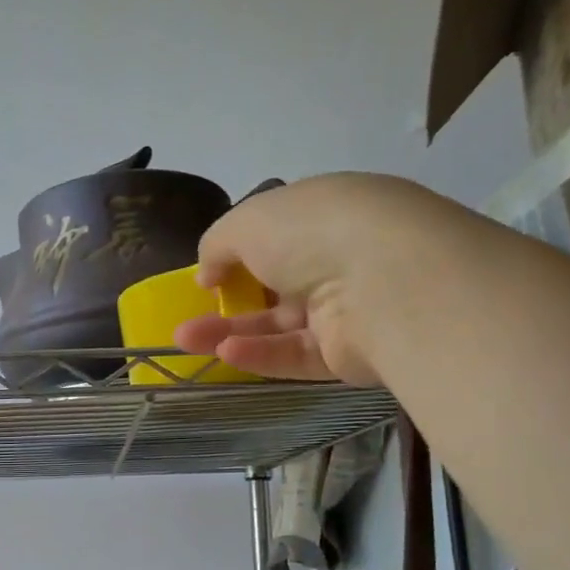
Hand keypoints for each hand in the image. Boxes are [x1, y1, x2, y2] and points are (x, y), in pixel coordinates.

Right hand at [173, 172, 426, 386]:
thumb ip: (218, 245)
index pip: (281, 235)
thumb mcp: (247, 220)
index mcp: (326, 215)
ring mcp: (347, 309)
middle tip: (184, 321)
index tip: (208, 273)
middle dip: (226, 304)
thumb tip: (208, 274)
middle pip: (275, 287)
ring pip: (279, 326)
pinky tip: (224, 353)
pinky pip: (296, 355)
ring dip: (230, 332)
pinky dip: (260, 354)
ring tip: (184, 341)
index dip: (241, 253)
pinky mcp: (349, 355)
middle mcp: (340, 259)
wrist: (385, 282)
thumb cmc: (313, 232)